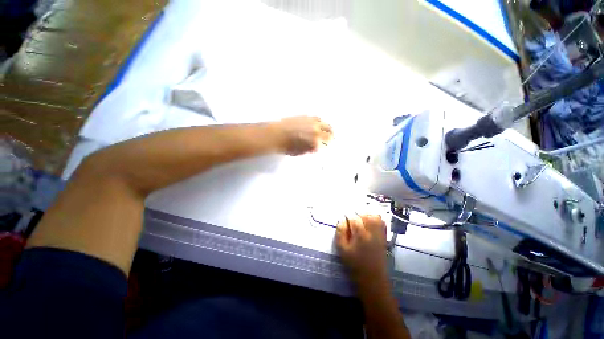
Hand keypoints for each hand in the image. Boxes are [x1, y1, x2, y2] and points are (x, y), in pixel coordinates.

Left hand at [270, 116, 332, 155]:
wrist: (276, 135)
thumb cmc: (287, 147)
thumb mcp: (301, 152)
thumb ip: (311, 149)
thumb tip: (316, 147)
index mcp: (315, 143)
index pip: (327, 145)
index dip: (327, 146)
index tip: (327, 146)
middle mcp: (316, 132)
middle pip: (330, 134)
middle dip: (331, 137)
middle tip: (330, 139)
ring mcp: (312, 123)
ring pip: (326, 124)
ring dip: (328, 129)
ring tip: (327, 131)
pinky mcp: (307, 116)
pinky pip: (318, 118)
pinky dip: (320, 122)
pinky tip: (318, 124)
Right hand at [336, 214, 387, 284]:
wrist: (373, 278)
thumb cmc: (355, 264)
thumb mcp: (342, 249)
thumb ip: (340, 232)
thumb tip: (342, 220)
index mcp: (361, 236)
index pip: (354, 219)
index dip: (347, 216)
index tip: (344, 217)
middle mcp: (372, 233)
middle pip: (365, 216)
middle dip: (357, 215)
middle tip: (351, 220)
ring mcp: (380, 234)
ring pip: (375, 217)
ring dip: (366, 215)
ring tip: (360, 220)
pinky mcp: (384, 237)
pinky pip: (381, 222)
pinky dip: (375, 219)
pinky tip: (369, 222)